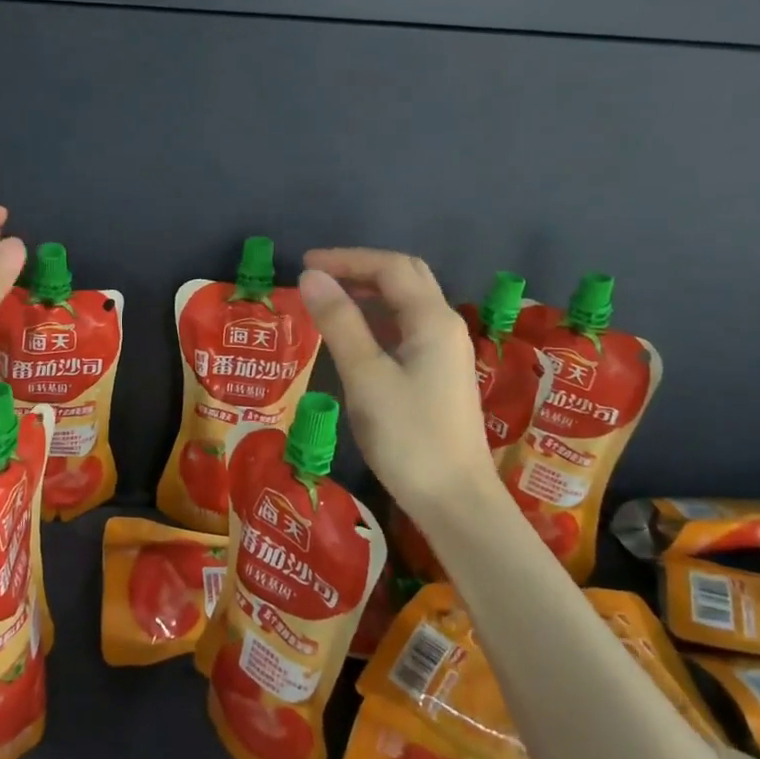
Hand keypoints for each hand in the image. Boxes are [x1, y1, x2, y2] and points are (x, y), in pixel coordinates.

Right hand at [299, 249, 502, 516]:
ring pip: (407, 304)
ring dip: (369, 293)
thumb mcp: (366, 377)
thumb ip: (339, 323)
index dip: (347, 259)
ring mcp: (445, 352)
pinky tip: (353, 336)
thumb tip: (311, 277)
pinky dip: (377, 319)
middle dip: (361, 269)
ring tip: (328, 300)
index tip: (305, 265)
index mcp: (432, 320)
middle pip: (406, 278)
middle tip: (318, 276)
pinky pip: (406, 329)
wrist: (454, 500)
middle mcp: (445, 327)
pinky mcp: (438, 375)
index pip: (390, 267)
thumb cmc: (408, 437)